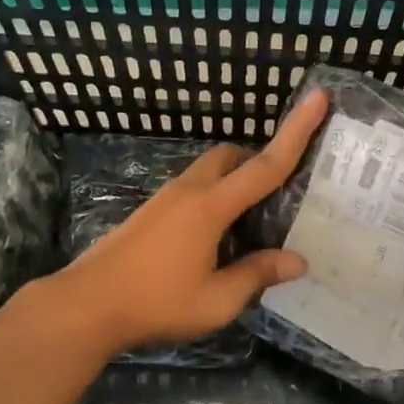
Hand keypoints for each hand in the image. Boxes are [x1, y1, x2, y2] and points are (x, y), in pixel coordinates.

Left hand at [49, 89, 330, 354]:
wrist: (86, 306)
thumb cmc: (156, 302)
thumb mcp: (217, 300)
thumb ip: (257, 275)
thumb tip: (297, 261)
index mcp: (211, 206)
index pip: (265, 165)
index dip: (296, 132)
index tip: (318, 97)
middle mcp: (189, 192)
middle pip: (230, 156)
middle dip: (258, 158)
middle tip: (280, 190)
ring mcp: (164, 199)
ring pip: (208, 171)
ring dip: (234, 179)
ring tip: (252, 220)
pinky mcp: (149, 213)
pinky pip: (192, 189)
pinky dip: (214, 196)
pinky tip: (216, 237)